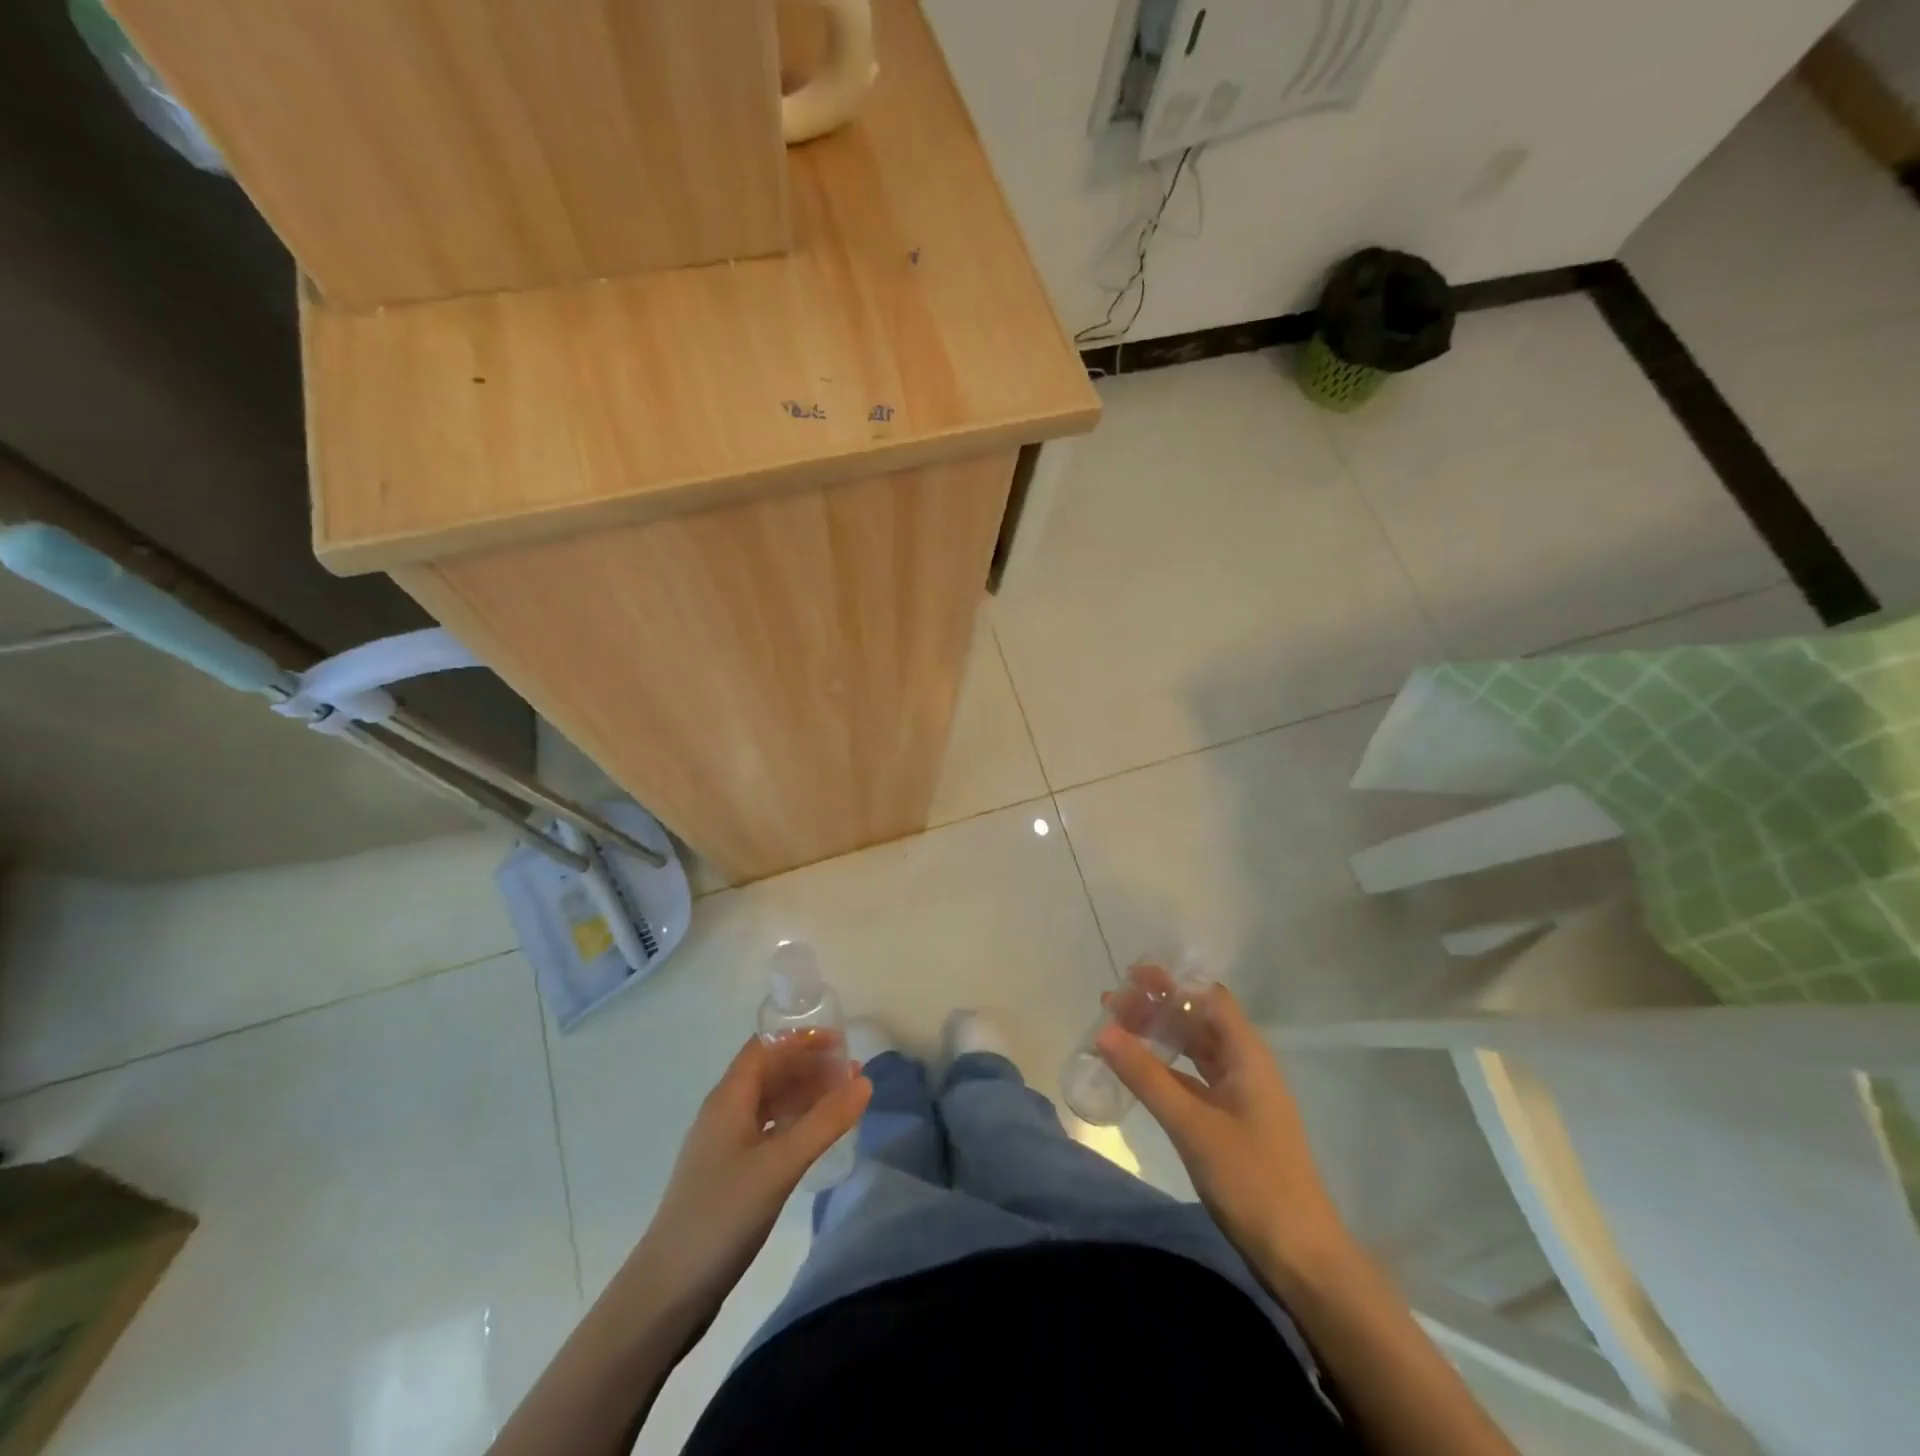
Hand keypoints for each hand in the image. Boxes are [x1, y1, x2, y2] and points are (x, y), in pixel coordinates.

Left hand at [638, 1035, 870, 1314]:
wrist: (667, 1292)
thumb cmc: (722, 1216)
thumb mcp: (780, 1165)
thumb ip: (824, 1122)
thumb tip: (864, 1081)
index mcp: (729, 1098)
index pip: (765, 1048)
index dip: (801, 1040)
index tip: (841, 1044)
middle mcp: (724, 1113)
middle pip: (769, 1072)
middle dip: (809, 1067)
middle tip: (852, 1076)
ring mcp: (724, 1146)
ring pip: (769, 1103)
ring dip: (804, 1095)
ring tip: (843, 1103)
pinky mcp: (729, 1175)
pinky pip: (767, 1131)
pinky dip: (794, 1124)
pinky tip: (814, 1139)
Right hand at [1095, 978, 1350, 1274]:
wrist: (1301, 1258)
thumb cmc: (1252, 1181)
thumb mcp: (1192, 1125)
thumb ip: (1147, 1076)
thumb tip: (1103, 1029)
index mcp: (1248, 1056)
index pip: (1210, 998)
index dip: (1173, 983)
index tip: (1132, 977)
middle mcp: (1247, 1067)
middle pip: (1200, 1021)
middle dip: (1158, 1007)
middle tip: (1113, 1002)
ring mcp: (1241, 1097)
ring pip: (1196, 1051)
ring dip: (1160, 1036)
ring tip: (1118, 1029)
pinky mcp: (1233, 1124)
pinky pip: (1195, 1080)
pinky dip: (1167, 1069)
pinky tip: (1141, 1073)